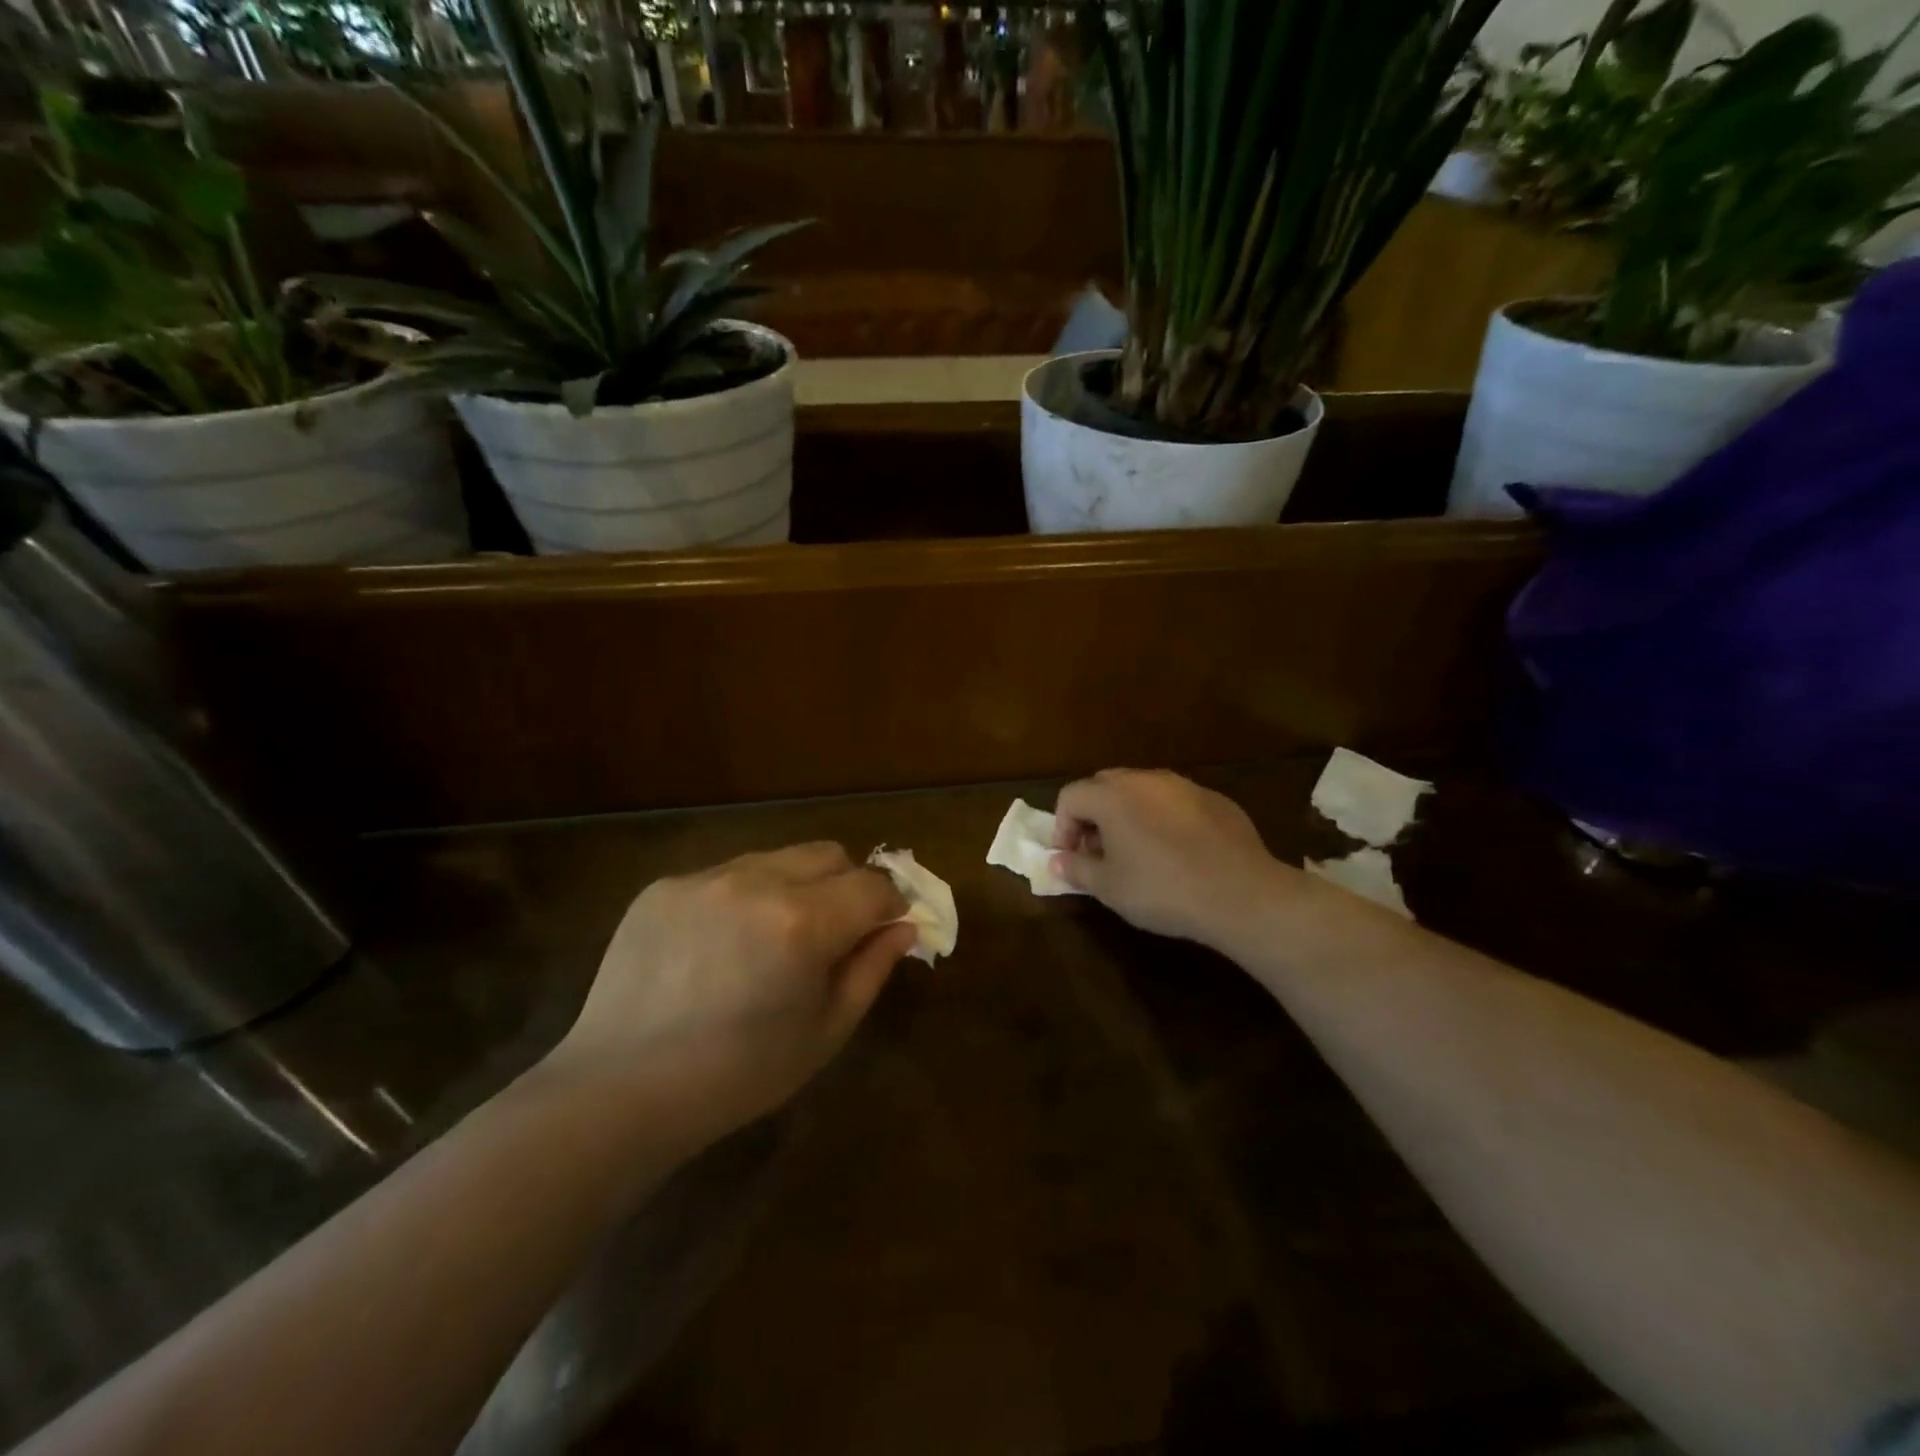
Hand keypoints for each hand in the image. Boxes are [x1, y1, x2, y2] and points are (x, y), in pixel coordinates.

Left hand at [543, 843, 916, 1146]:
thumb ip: (872, 969)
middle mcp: (757, 881)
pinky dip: (742, 898)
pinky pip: (725, 875)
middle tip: (832, 932)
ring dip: (793, 887)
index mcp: (803, 922)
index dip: (890, 904)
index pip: (874, 884)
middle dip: (846, 885)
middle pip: (829, 855)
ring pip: (777, 858)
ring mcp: (706, 878)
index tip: (886, 928)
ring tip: (770, 939)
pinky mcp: (665, 885)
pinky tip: (718, 946)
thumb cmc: (738, 1075)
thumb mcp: (825, 1032)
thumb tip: (904, 926)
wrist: (620, 1090)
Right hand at [1052, 769, 1293, 948]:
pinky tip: (1177, 852)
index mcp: (1112, 796)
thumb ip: (1077, 869)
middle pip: (1104, 785)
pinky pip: (1175, 801)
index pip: (1071, 796)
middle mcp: (1145, 780)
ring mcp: (1183, 785)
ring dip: (1128, 813)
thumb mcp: (1110, 888)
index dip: (1062, 826)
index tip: (1070, 856)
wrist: (1241, 894)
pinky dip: (1163, 818)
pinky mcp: (1214, 799)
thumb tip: (1057, 861)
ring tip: (1137, 851)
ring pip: (1142, 790)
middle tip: (1099, 851)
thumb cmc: (1162, 890)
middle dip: (1093, 815)